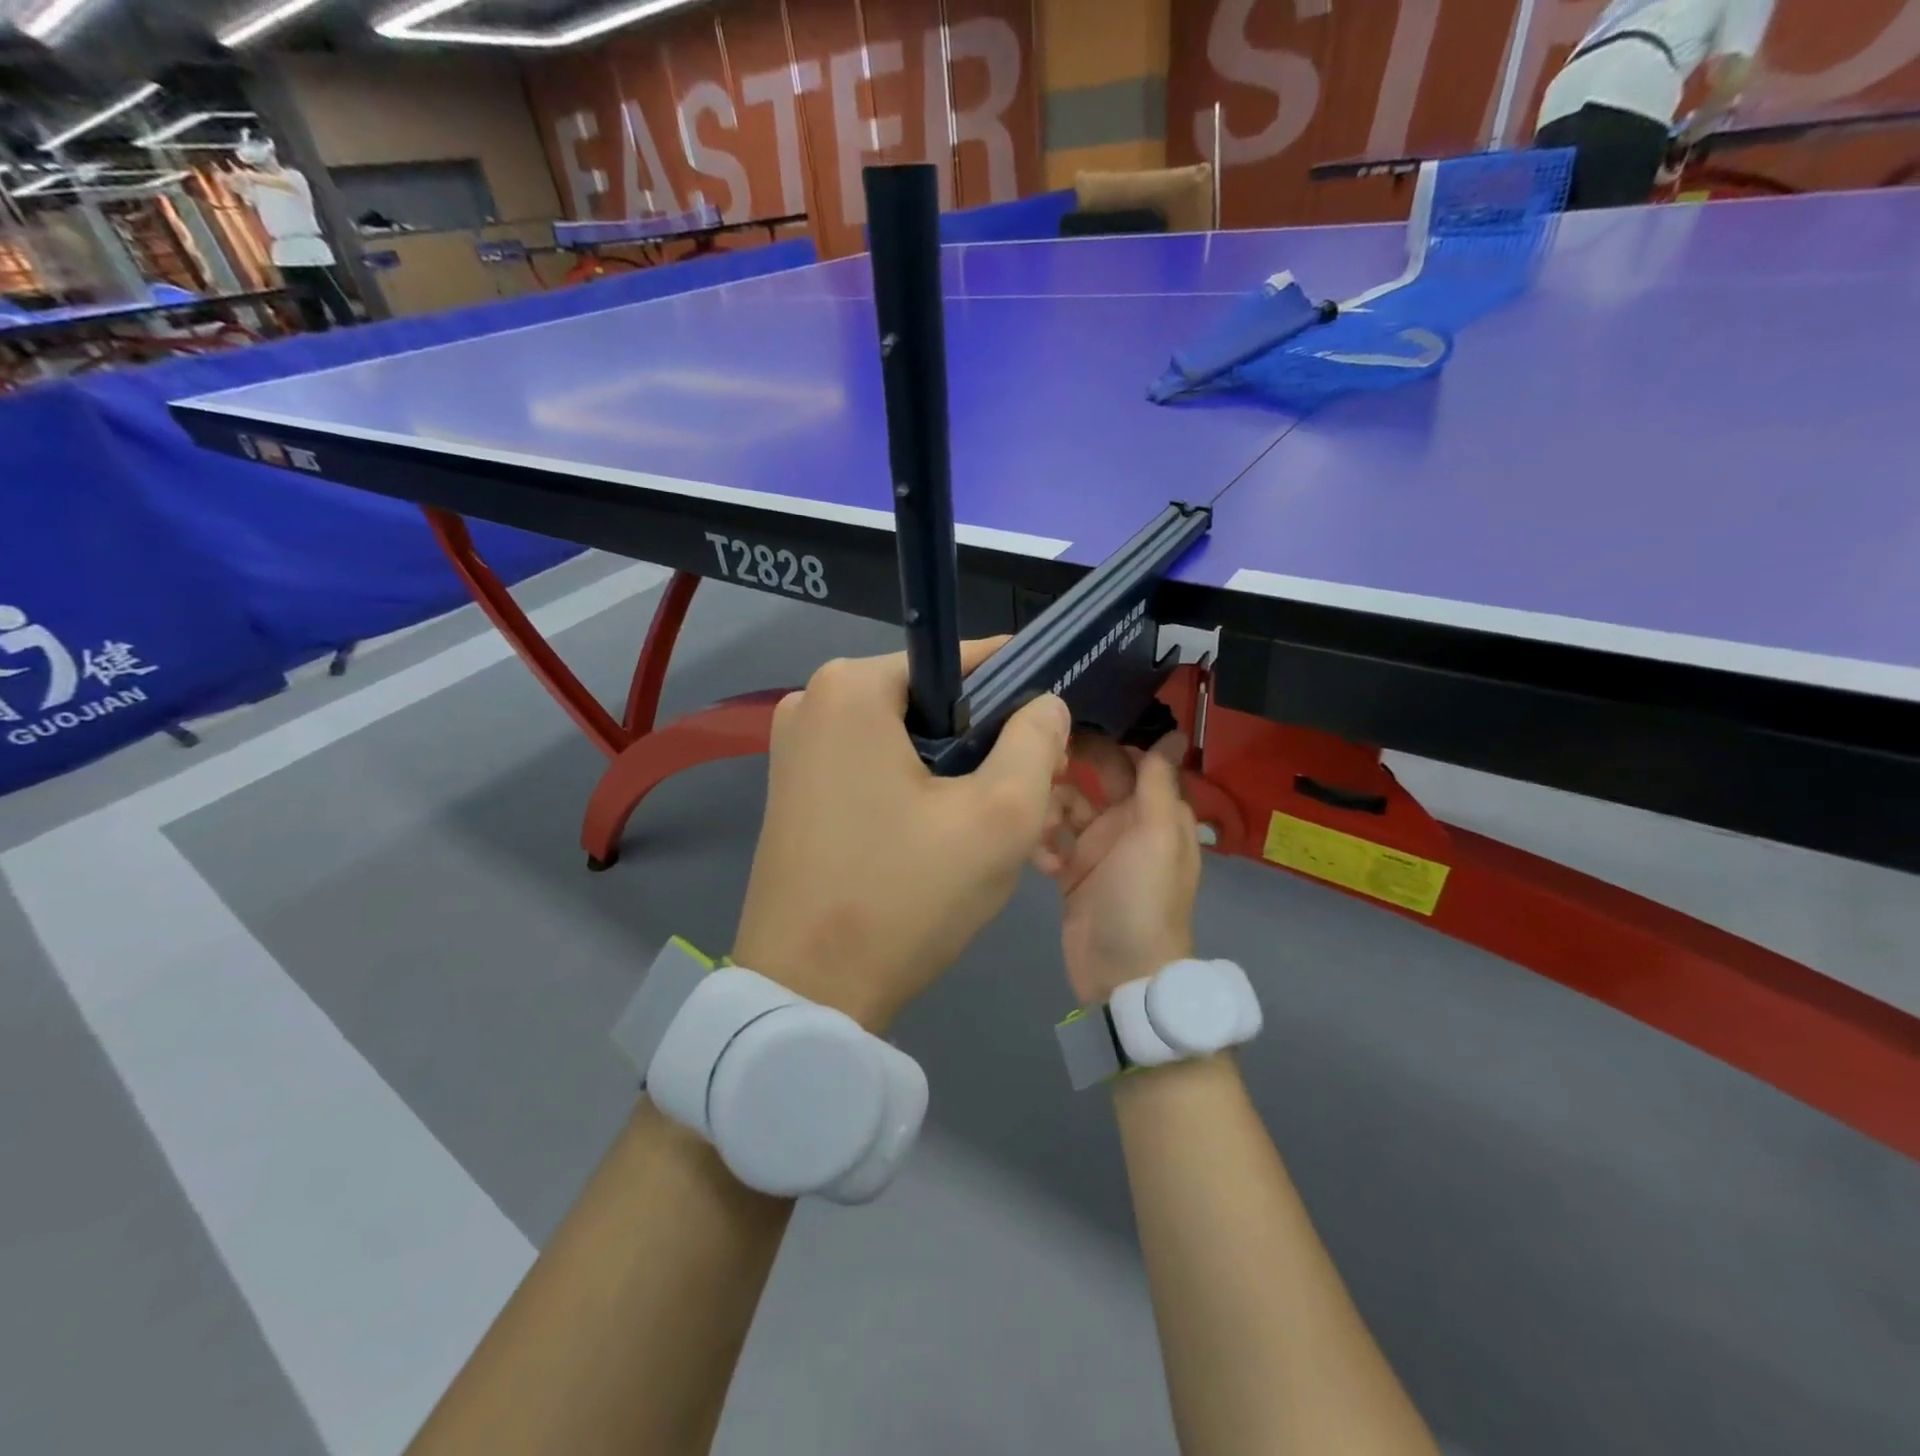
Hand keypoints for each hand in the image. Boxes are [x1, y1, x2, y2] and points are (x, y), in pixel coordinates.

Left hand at [732, 640, 1070, 1031]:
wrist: (808, 992)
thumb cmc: (905, 895)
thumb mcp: (999, 816)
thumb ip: (1036, 742)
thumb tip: (1044, 702)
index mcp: (852, 686)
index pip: (962, 662)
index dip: (1018, 694)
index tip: (1051, 738)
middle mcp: (814, 701)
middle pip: (933, 702)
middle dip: (985, 742)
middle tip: (1025, 797)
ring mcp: (796, 747)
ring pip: (906, 739)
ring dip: (954, 772)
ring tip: (986, 825)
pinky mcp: (793, 788)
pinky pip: (874, 767)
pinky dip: (914, 789)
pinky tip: (938, 838)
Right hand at [1035, 734, 1201, 1005]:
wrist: (1122, 975)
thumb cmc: (1145, 898)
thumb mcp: (1157, 835)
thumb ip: (1159, 782)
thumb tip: (1175, 731)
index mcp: (1155, 812)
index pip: (1132, 761)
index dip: (1106, 741)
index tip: (1068, 721)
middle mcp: (1126, 824)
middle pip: (1095, 779)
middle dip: (1070, 769)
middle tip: (1038, 760)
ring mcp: (1095, 849)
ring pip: (1066, 807)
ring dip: (1050, 810)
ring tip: (1040, 827)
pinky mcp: (1070, 873)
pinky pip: (1050, 841)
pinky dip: (1043, 845)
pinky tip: (1041, 862)